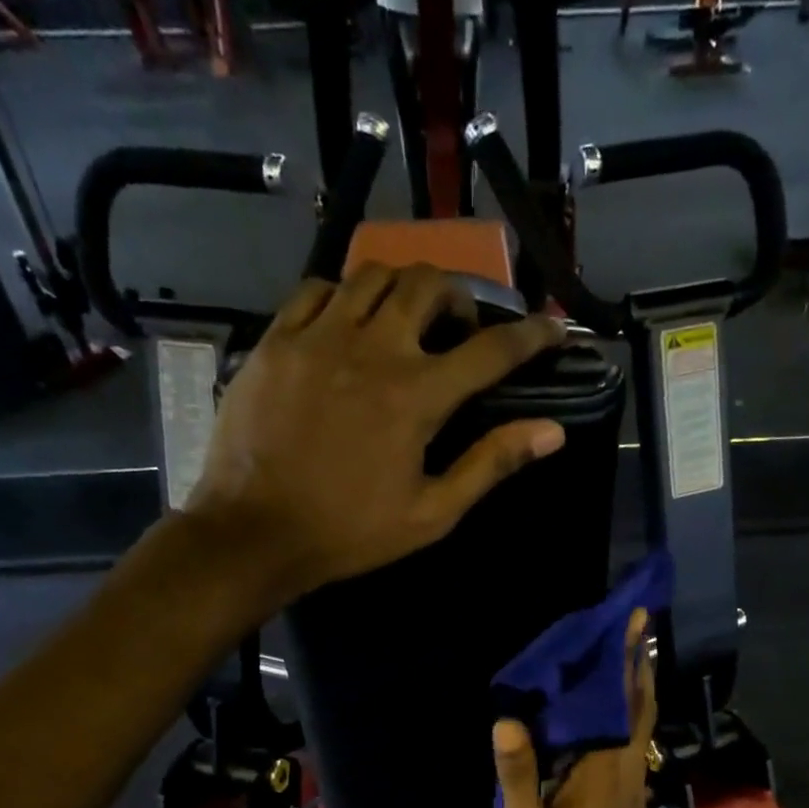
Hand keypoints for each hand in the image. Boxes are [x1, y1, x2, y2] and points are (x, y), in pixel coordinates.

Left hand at [185, 263, 567, 605]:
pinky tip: (347, 325)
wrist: (256, 532)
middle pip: (429, 284)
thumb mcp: (431, 513)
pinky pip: (318, 289)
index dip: (531, 336)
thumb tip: (552, 432)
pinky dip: (346, 296)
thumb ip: (491, 464)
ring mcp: (319, 336)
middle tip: (459, 329)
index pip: (491, 349)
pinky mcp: (276, 339)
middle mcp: (373, 348)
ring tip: (405, 321)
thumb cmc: (350, 532)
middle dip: (459, 297)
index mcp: (417, 395)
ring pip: (373, 275)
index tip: (552, 329)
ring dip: (404, 289)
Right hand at [493, 609, 657, 807]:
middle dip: (640, 664)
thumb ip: (517, 774)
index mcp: (604, 770)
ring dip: (636, 687)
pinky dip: (627, 715)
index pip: (621, 703)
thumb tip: (508, 720)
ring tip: (625, 654)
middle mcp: (627, 769)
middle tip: (637, 625)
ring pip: (640, 725)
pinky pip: (631, 743)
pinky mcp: (628, 798)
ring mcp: (632, 785)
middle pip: (641, 706)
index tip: (636, 621)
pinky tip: (608, 712)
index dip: (629, 660)